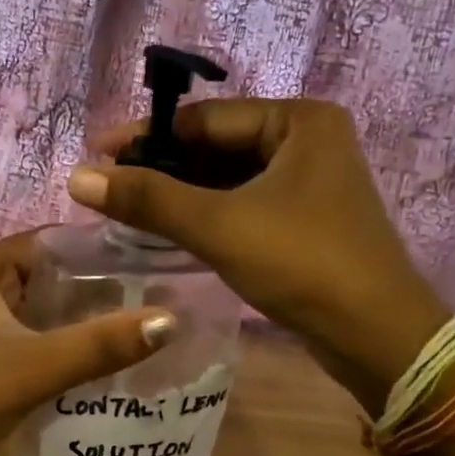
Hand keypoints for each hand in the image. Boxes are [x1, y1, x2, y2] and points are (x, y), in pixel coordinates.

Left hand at [0, 230, 176, 455]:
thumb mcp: (37, 366)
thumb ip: (101, 344)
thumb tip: (171, 319)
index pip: (54, 240)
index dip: (101, 248)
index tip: (154, 261)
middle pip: (53, 274)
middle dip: (101, 287)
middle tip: (161, 295)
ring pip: (47, 309)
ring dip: (87, 318)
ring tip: (146, 323)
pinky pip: (38, 337)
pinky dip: (69, 343)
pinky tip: (108, 358)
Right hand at [69, 98, 448, 412]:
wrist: (377, 337)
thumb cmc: (302, 264)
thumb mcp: (219, 226)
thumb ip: (148, 199)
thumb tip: (77, 177)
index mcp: (298, 121)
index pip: (205, 118)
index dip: (146, 137)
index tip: (95, 156)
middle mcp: (308, 141)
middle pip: (216, 146)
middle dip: (162, 168)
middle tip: (107, 186)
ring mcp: (310, 182)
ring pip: (228, 179)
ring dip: (181, 194)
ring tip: (127, 208)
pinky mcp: (306, 219)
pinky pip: (243, 204)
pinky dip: (207, 214)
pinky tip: (169, 229)